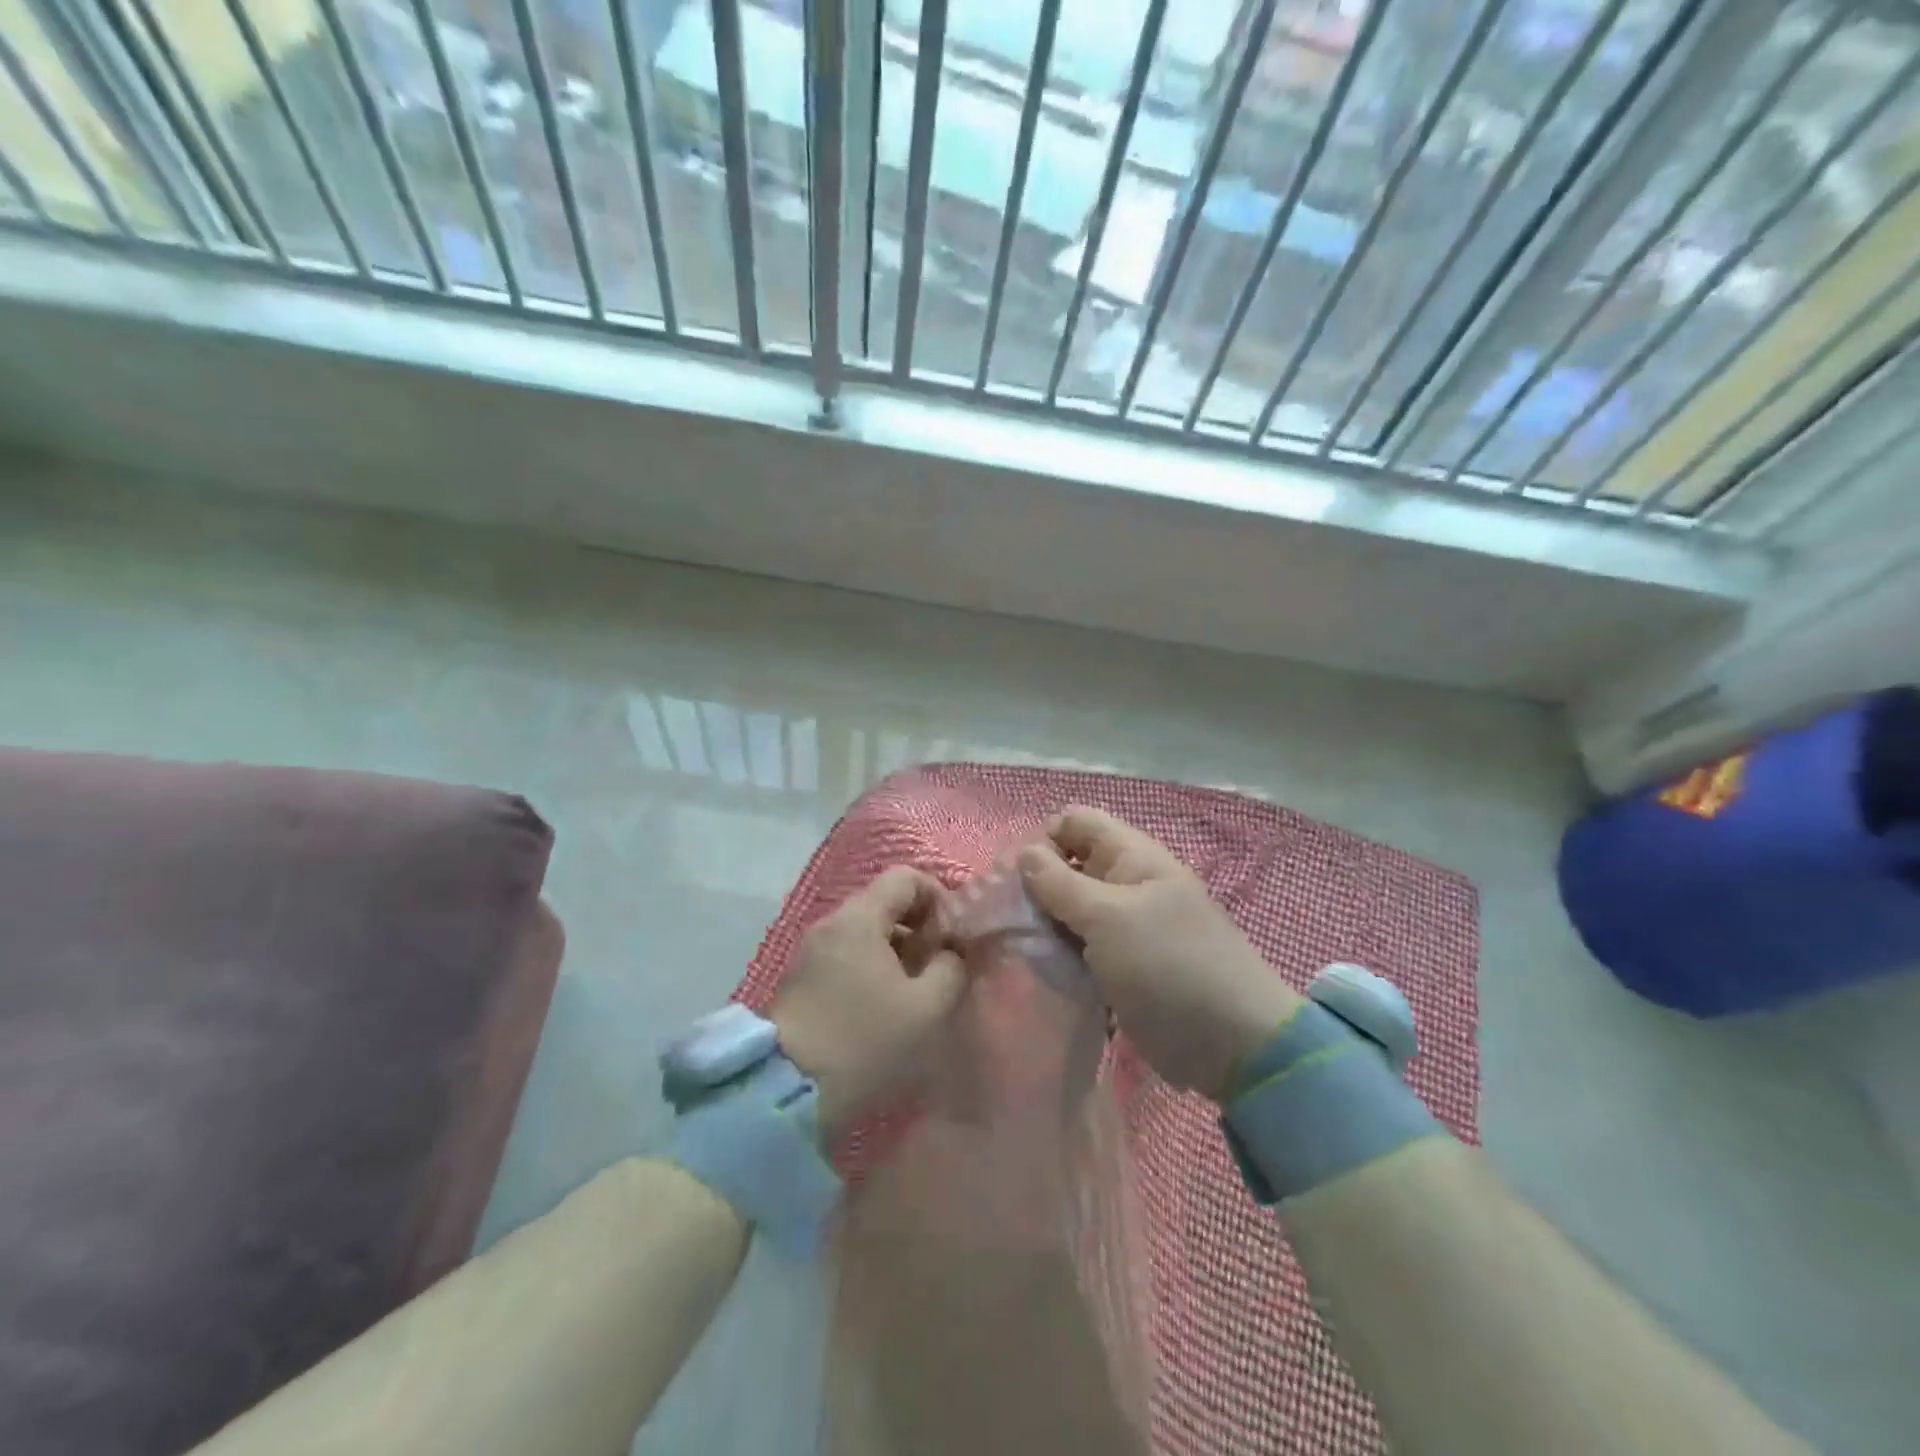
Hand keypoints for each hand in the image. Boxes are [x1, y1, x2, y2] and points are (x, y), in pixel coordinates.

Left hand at [771, 866, 967, 1138]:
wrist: (787, 1092)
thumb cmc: (864, 1041)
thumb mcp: (926, 1008)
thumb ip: (951, 968)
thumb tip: (952, 953)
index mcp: (858, 918)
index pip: (905, 877)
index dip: (938, 897)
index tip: (952, 937)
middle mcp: (831, 924)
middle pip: (885, 903)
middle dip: (920, 928)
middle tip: (939, 968)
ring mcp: (812, 951)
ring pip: (867, 932)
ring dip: (898, 952)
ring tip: (916, 993)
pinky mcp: (802, 980)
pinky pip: (847, 956)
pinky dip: (873, 968)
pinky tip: (884, 1008)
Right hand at [1018, 807, 1301, 1101]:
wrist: (1231, 1044)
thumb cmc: (1168, 966)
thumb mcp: (1108, 917)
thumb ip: (1060, 883)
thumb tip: (1023, 852)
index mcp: (1132, 858)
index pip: (1077, 823)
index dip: (1044, 839)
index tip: (1014, 877)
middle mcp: (1127, 885)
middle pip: (1070, 866)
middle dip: (1036, 885)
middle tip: (1006, 917)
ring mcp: (1126, 928)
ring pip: (1071, 910)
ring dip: (1045, 923)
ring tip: (1016, 945)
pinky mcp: (1122, 966)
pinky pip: (1081, 948)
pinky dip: (1060, 954)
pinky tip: (1038, 970)